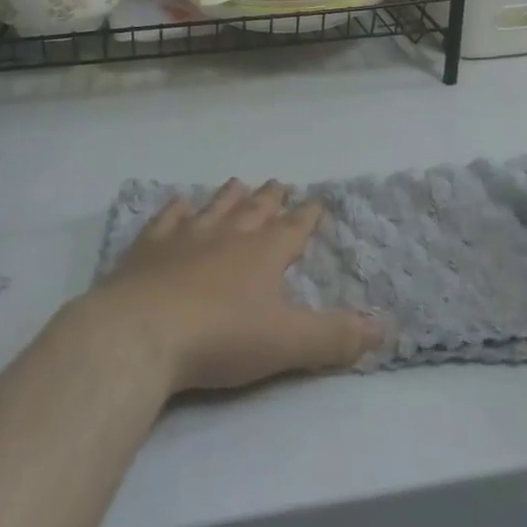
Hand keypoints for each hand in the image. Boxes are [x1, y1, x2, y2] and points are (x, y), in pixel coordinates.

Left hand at [90, 179, 382, 394]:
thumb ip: (335, 337)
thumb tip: (385, 329)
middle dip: (270, 198)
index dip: (307, 216)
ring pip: (214, 207)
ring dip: (228, 196)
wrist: (141, 333)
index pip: (293, 227)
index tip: (316, 201)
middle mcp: (228, 235)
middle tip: (278, 183)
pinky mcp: (148, 249)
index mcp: (264, 253)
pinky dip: (174, 210)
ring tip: (238, 183)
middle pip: (255, 210)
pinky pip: (166, 220)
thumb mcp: (287, 343)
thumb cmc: (221, 338)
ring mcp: (185, 237)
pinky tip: (177, 202)